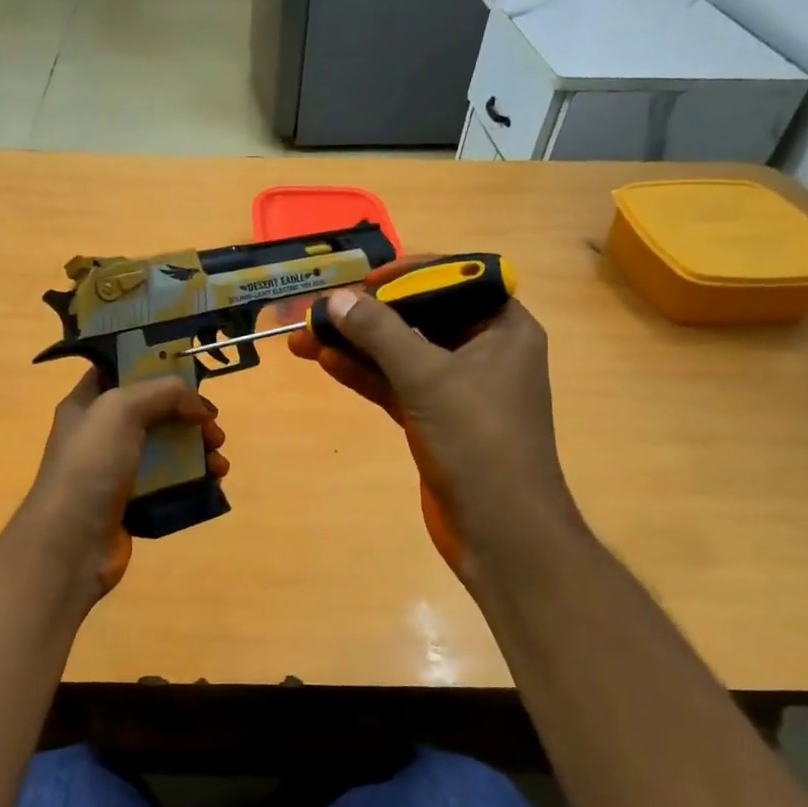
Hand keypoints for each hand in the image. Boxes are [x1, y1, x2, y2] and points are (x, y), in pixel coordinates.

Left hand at [14, 369, 227, 600]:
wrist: (71, 543)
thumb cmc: (90, 466)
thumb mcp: (121, 410)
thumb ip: (163, 393)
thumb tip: (198, 407)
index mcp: (87, 404)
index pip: (121, 372)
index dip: (155, 368)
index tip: (191, 376)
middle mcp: (101, 435)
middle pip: (154, 413)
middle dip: (189, 416)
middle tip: (212, 427)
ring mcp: (117, 471)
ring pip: (168, 449)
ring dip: (198, 449)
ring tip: (219, 461)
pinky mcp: (134, 504)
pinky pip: (171, 483)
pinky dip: (195, 480)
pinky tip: (214, 482)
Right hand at [288, 258, 583, 587]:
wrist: (500, 532)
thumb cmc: (479, 443)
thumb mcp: (428, 379)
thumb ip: (381, 334)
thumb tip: (338, 299)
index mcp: (503, 328)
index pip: (456, 279)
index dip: (408, 274)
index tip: (364, 281)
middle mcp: (483, 351)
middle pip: (419, 317)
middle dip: (368, 314)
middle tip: (319, 310)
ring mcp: (457, 388)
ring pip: (401, 353)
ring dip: (356, 345)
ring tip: (304, 337)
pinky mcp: (434, 419)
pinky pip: (395, 385)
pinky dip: (364, 374)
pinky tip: (326, 362)